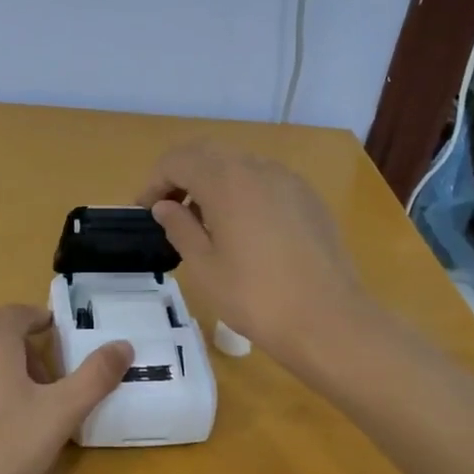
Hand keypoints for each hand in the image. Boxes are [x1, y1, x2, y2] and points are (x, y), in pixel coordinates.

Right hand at [138, 141, 368, 366]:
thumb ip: (179, 228)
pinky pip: (265, 181)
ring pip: (239, 165)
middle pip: (208, 154)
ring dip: (212, 182)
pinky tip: (243, 230)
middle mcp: (257, 168)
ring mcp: (288, 180)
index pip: (177, 161)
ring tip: (204, 222)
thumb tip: (165, 207)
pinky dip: (242, 192)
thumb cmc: (255, 296)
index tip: (145, 212)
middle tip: (168, 211)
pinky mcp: (308, 198)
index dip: (154, 182)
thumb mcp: (204, 267)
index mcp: (226, 181)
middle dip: (182, 176)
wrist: (329, 319)